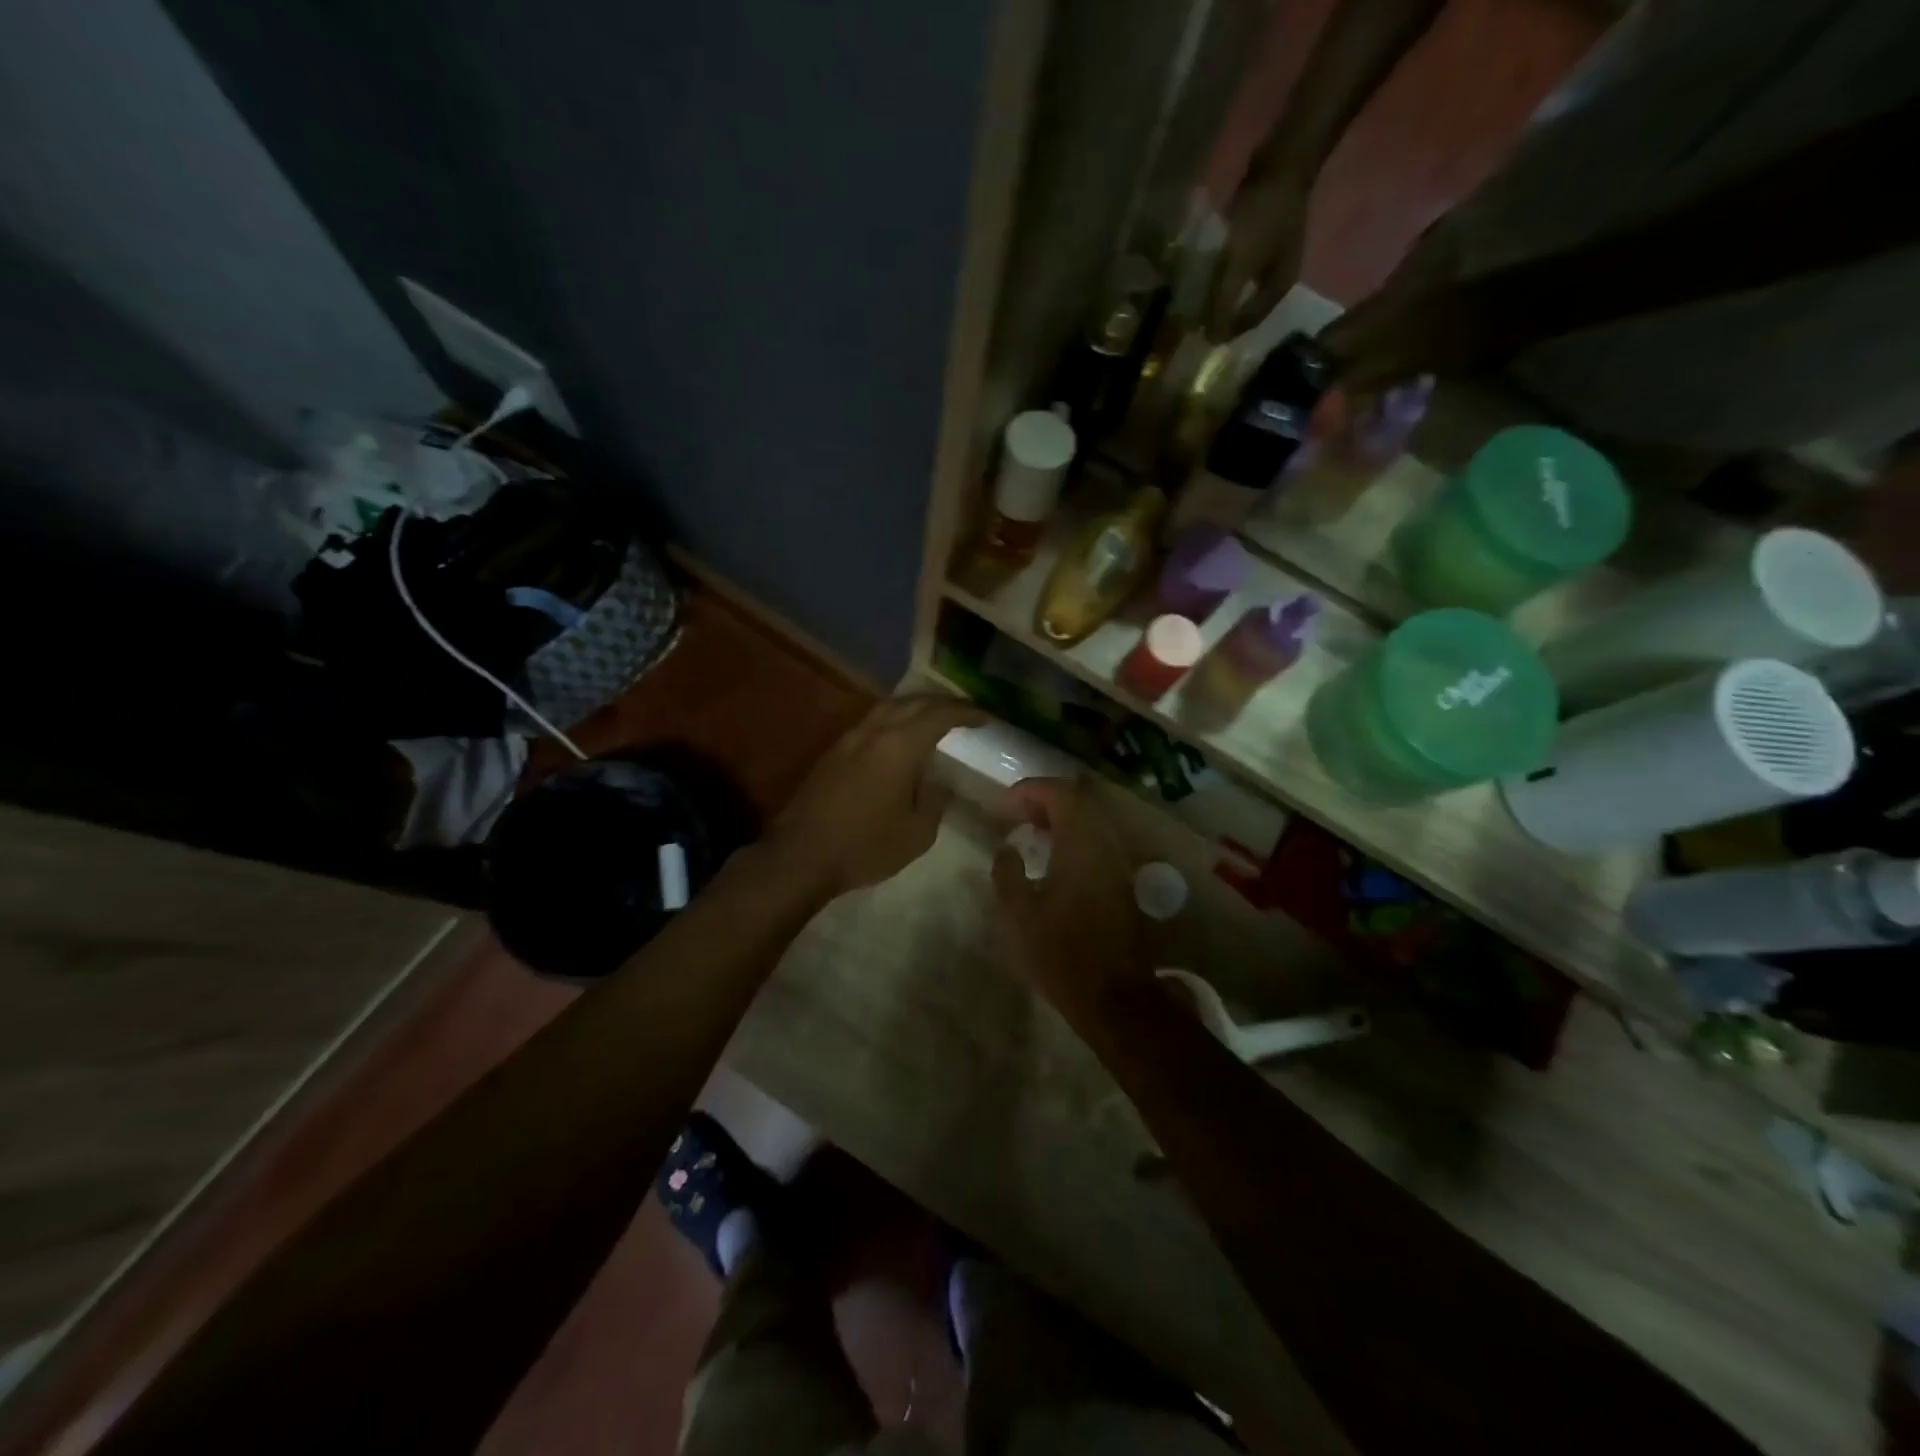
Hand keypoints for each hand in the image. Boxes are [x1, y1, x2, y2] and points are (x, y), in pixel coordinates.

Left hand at [767, 696, 984, 901]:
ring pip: (888, 708)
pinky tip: (900, 739)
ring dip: (915, 708)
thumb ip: (934, 799)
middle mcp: (874, 731)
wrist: (801, 856)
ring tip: (934, 721)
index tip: (985, 717)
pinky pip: (871, 722)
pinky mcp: (834, 752)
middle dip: (942, 704)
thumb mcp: (917, 832)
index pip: (940, 715)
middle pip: (913, 702)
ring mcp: (849, 739)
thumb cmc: (865, 846)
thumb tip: (939, 782)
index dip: (966, 712)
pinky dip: (894, 721)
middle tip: (964, 714)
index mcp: (900, 746)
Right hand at [991, 779, 1153, 1024]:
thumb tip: (1007, 848)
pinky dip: (1075, 835)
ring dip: (1062, 817)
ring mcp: (1120, 862)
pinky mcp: (1124, 880)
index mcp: (1081, 845)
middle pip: (1080, 800)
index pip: (1060, 793)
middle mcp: (1106, 844)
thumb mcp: (1019, 916)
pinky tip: (1055, 857)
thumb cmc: (1061, 954)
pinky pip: (1099, 839)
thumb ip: (1007, 873)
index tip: (1004, 804)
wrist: (1113, 996)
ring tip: (1032, 832)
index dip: (1030, 790)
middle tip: (1016, 814)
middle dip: (1046, 799)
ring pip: (1093, 819)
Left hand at [1210, 164, 1311, 341]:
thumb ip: (1225, 302)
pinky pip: (1236, 268)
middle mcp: (1277, 278)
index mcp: (1278, 289)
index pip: (1247, 324)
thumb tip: (1212, 337)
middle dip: (1219, 314)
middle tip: (1192, 320)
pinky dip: (1220, 275)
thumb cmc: (1263, 214)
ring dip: (1217, 295)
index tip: (1197, 335)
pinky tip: (1203, 274)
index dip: (1223, 332)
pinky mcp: (1261, 240)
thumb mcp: (1240, 264)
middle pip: (1244, 308)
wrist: (1283, 159)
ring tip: (1193, 301)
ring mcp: (1271, 258)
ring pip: (1239, 288)